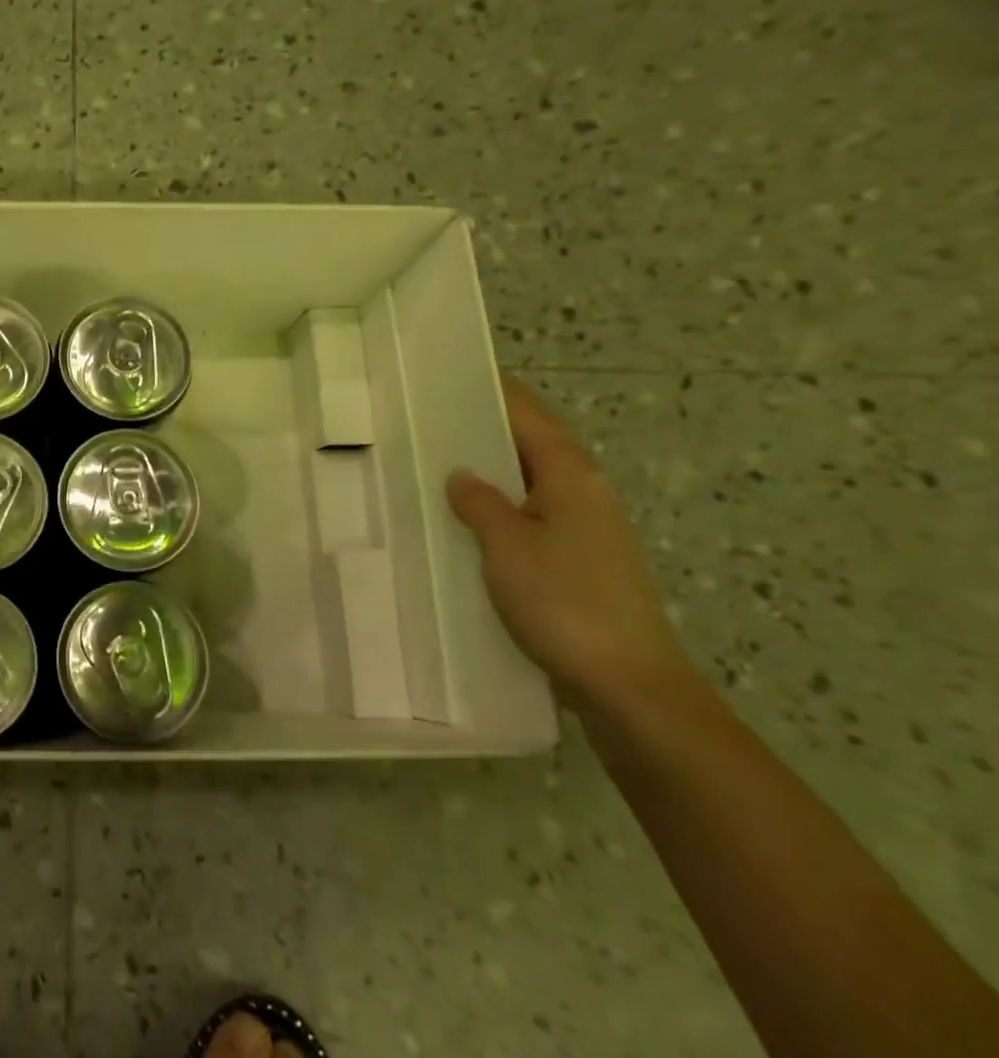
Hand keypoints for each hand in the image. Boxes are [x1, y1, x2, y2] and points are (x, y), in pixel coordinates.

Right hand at [446, 376, 690, 711]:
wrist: (626, 684)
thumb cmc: (564, 602)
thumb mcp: (507, 545)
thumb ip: (479, 502)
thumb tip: (462, 476)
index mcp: (571, 477)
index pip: (529, 416)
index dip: (495, 392)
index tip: (454, 373)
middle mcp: (584, 494)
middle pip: (531, 445)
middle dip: (486, 429)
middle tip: (430, 417)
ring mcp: (586, 530)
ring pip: (529, 483)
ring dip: (490, 470)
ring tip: (437, 463)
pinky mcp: (579, 563)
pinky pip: (530, 516)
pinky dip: (498, 506)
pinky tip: (466, 521)